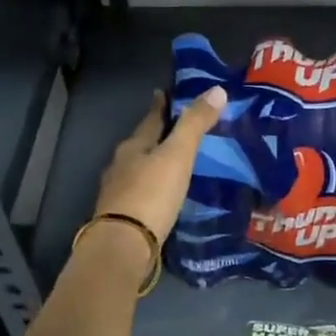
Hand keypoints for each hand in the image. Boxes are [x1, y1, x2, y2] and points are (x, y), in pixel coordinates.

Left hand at [92, 87, 225, 243]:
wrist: (124, 245)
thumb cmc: (151, 194)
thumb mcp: (177, 155)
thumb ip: (195, 125)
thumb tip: (217, 89)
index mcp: (133, 146)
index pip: (150, 119)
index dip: (160, 105)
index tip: (164, 93)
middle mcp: (120, 166)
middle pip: (141, 144)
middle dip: (157, 137)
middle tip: (176, 131)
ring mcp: (118, 193)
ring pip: (138, 170)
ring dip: (154, 165)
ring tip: (174, 165)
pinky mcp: (123, 217)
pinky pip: (141, 194)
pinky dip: (153, 190)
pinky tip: (164, 196)